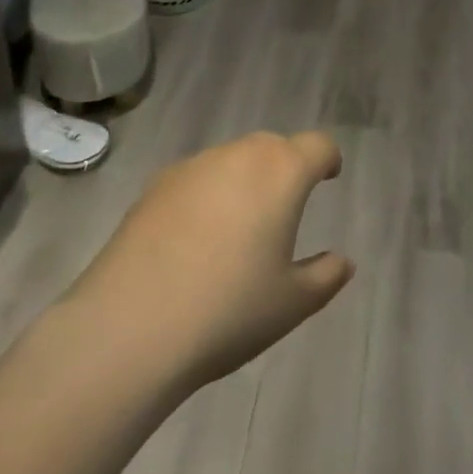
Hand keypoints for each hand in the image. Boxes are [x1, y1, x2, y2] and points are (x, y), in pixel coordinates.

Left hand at [66, 131, 354, 391]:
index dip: (328, 159)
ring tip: (239, 225)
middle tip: (286, 205)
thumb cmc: (228, 311)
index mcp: (281, 173)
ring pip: (231, 159)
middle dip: (286, 167)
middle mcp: (239, 156)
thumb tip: (343, 261)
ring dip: (244, 179)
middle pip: (273, 146)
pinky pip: (196, 179)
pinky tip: (195, 238)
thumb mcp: (291, 303)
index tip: (329, 176)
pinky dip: (207, 195)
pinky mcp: (154, 186)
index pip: (317, 146)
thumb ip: (325, 276)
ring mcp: (193, 167)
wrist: (129, 327)